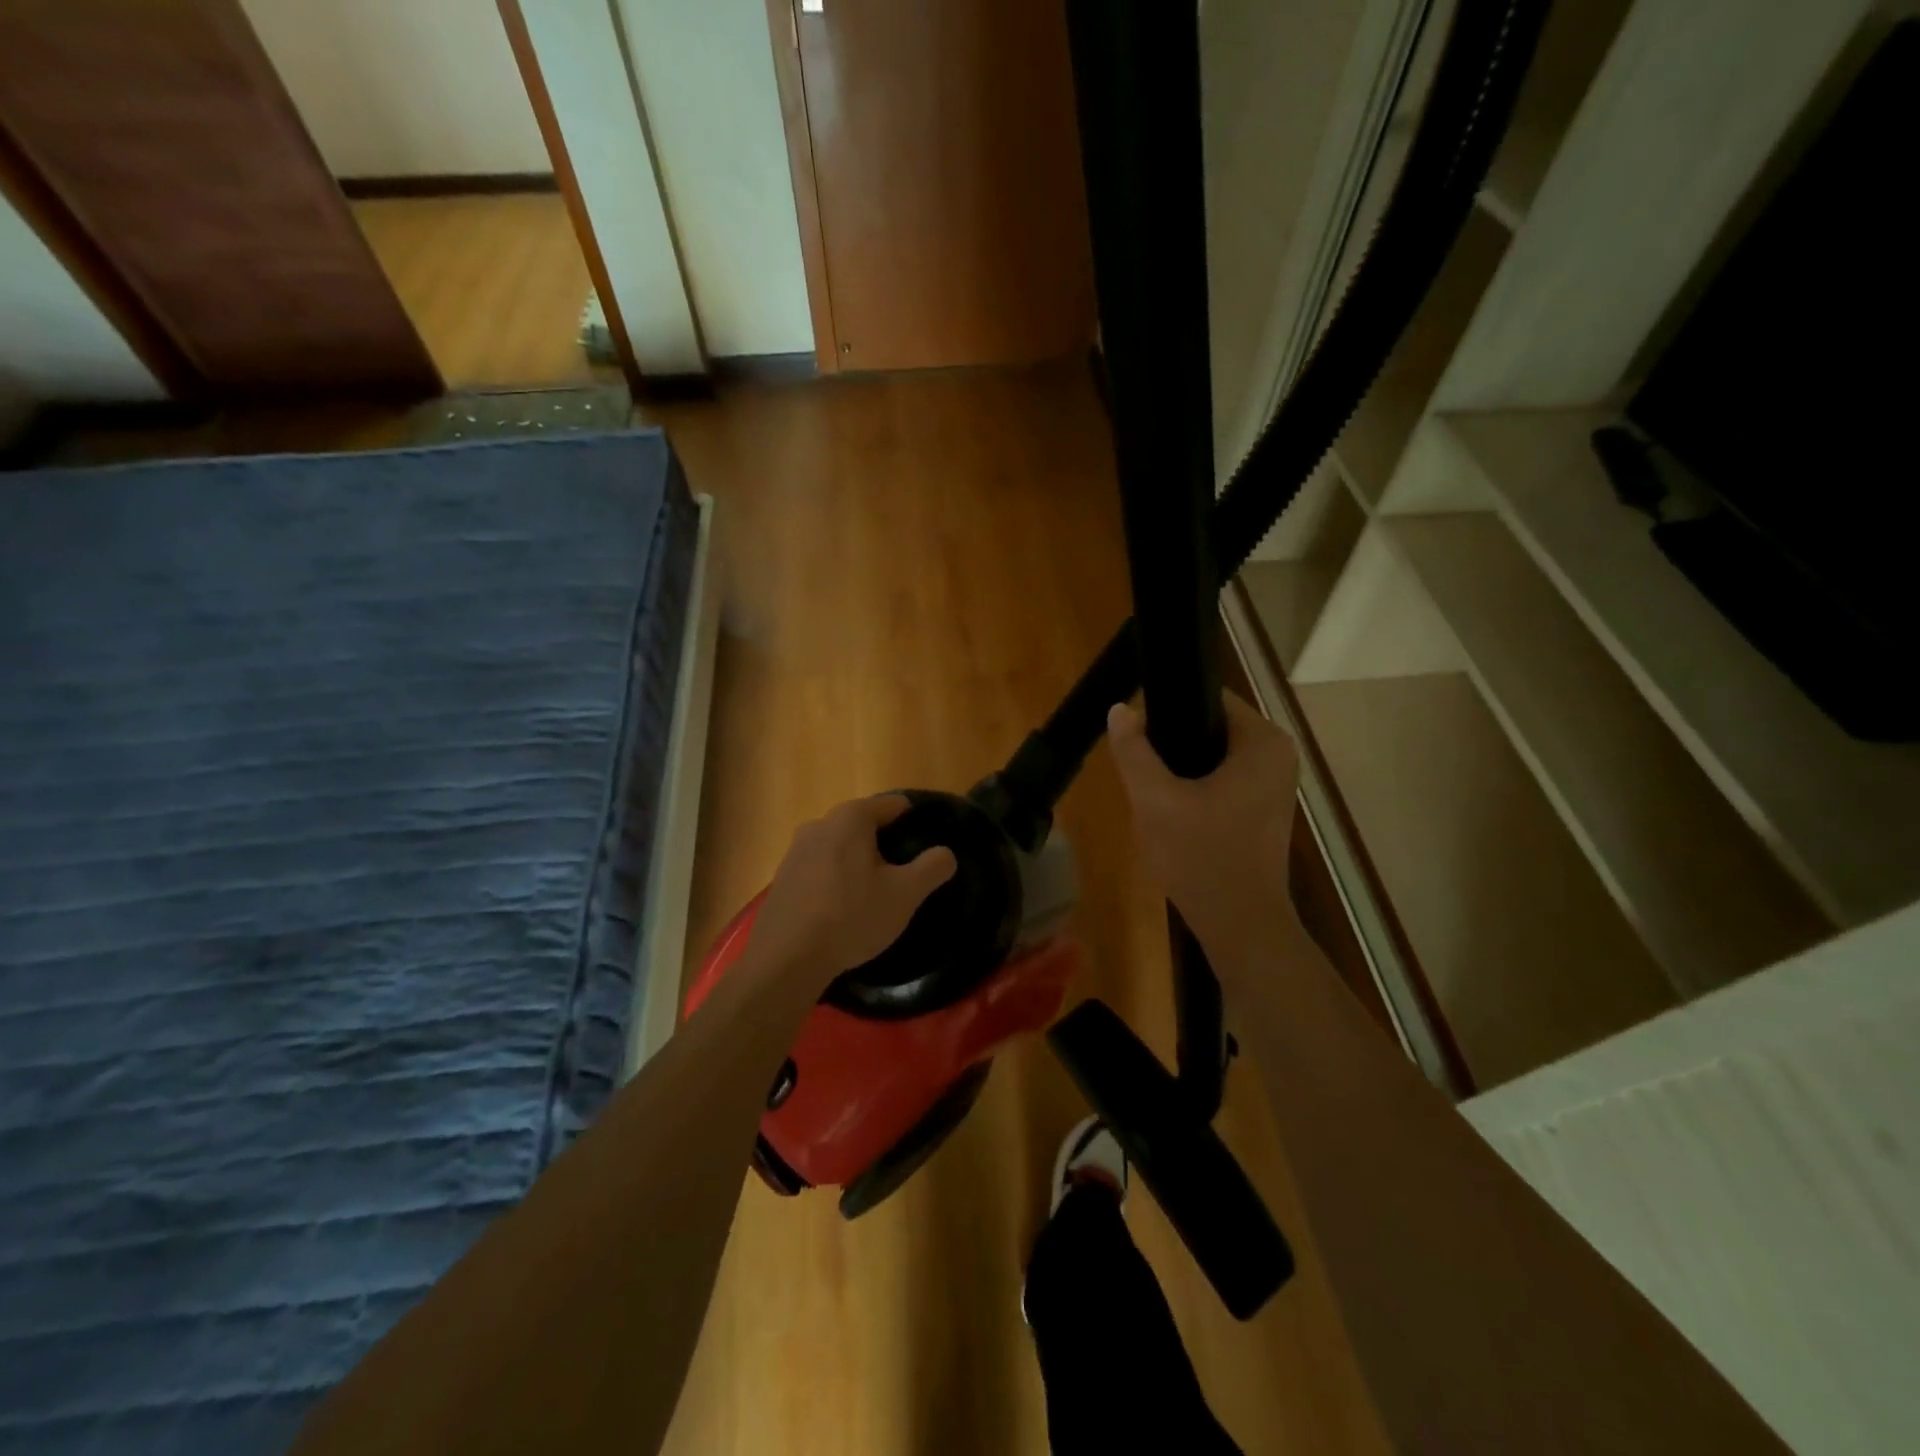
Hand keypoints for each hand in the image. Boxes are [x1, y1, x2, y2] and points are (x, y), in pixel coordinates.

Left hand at [748, 794, 957, 991]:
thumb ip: (932, 867)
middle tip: (905, 874)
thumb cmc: (852, 917)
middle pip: (864, 824)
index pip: (893, 805)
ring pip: (840, 846)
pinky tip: (844, 907)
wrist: (786, 959)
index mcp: (851, 818)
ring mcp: (795, 850)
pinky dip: (836, 878)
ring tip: (875, 893)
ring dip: (859, 862)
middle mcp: (820, 823)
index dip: (915, 821)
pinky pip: (820, 867)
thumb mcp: (905, 894)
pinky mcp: (783, 877)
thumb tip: (945, 853)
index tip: (928, 845)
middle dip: (886, 843)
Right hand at [1107, 692, 1300, 949]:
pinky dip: (1195, 789)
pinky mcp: (1263, 809)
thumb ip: (1133, 750)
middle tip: (1140, 771)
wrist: (1239, 926)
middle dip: (1171, 745)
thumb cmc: (1201, 857)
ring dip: (1180, 770)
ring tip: (1151, 793)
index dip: (1166, 709)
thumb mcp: (1154, 800)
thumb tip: (1120, 709)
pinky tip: (1171, 812)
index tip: (1136, 734)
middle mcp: (1277, 755)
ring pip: (1212, 757)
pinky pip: (1221, 781)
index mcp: (1263, 741)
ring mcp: (1274, 784)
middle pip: (1209, 727)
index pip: (1208, 697)